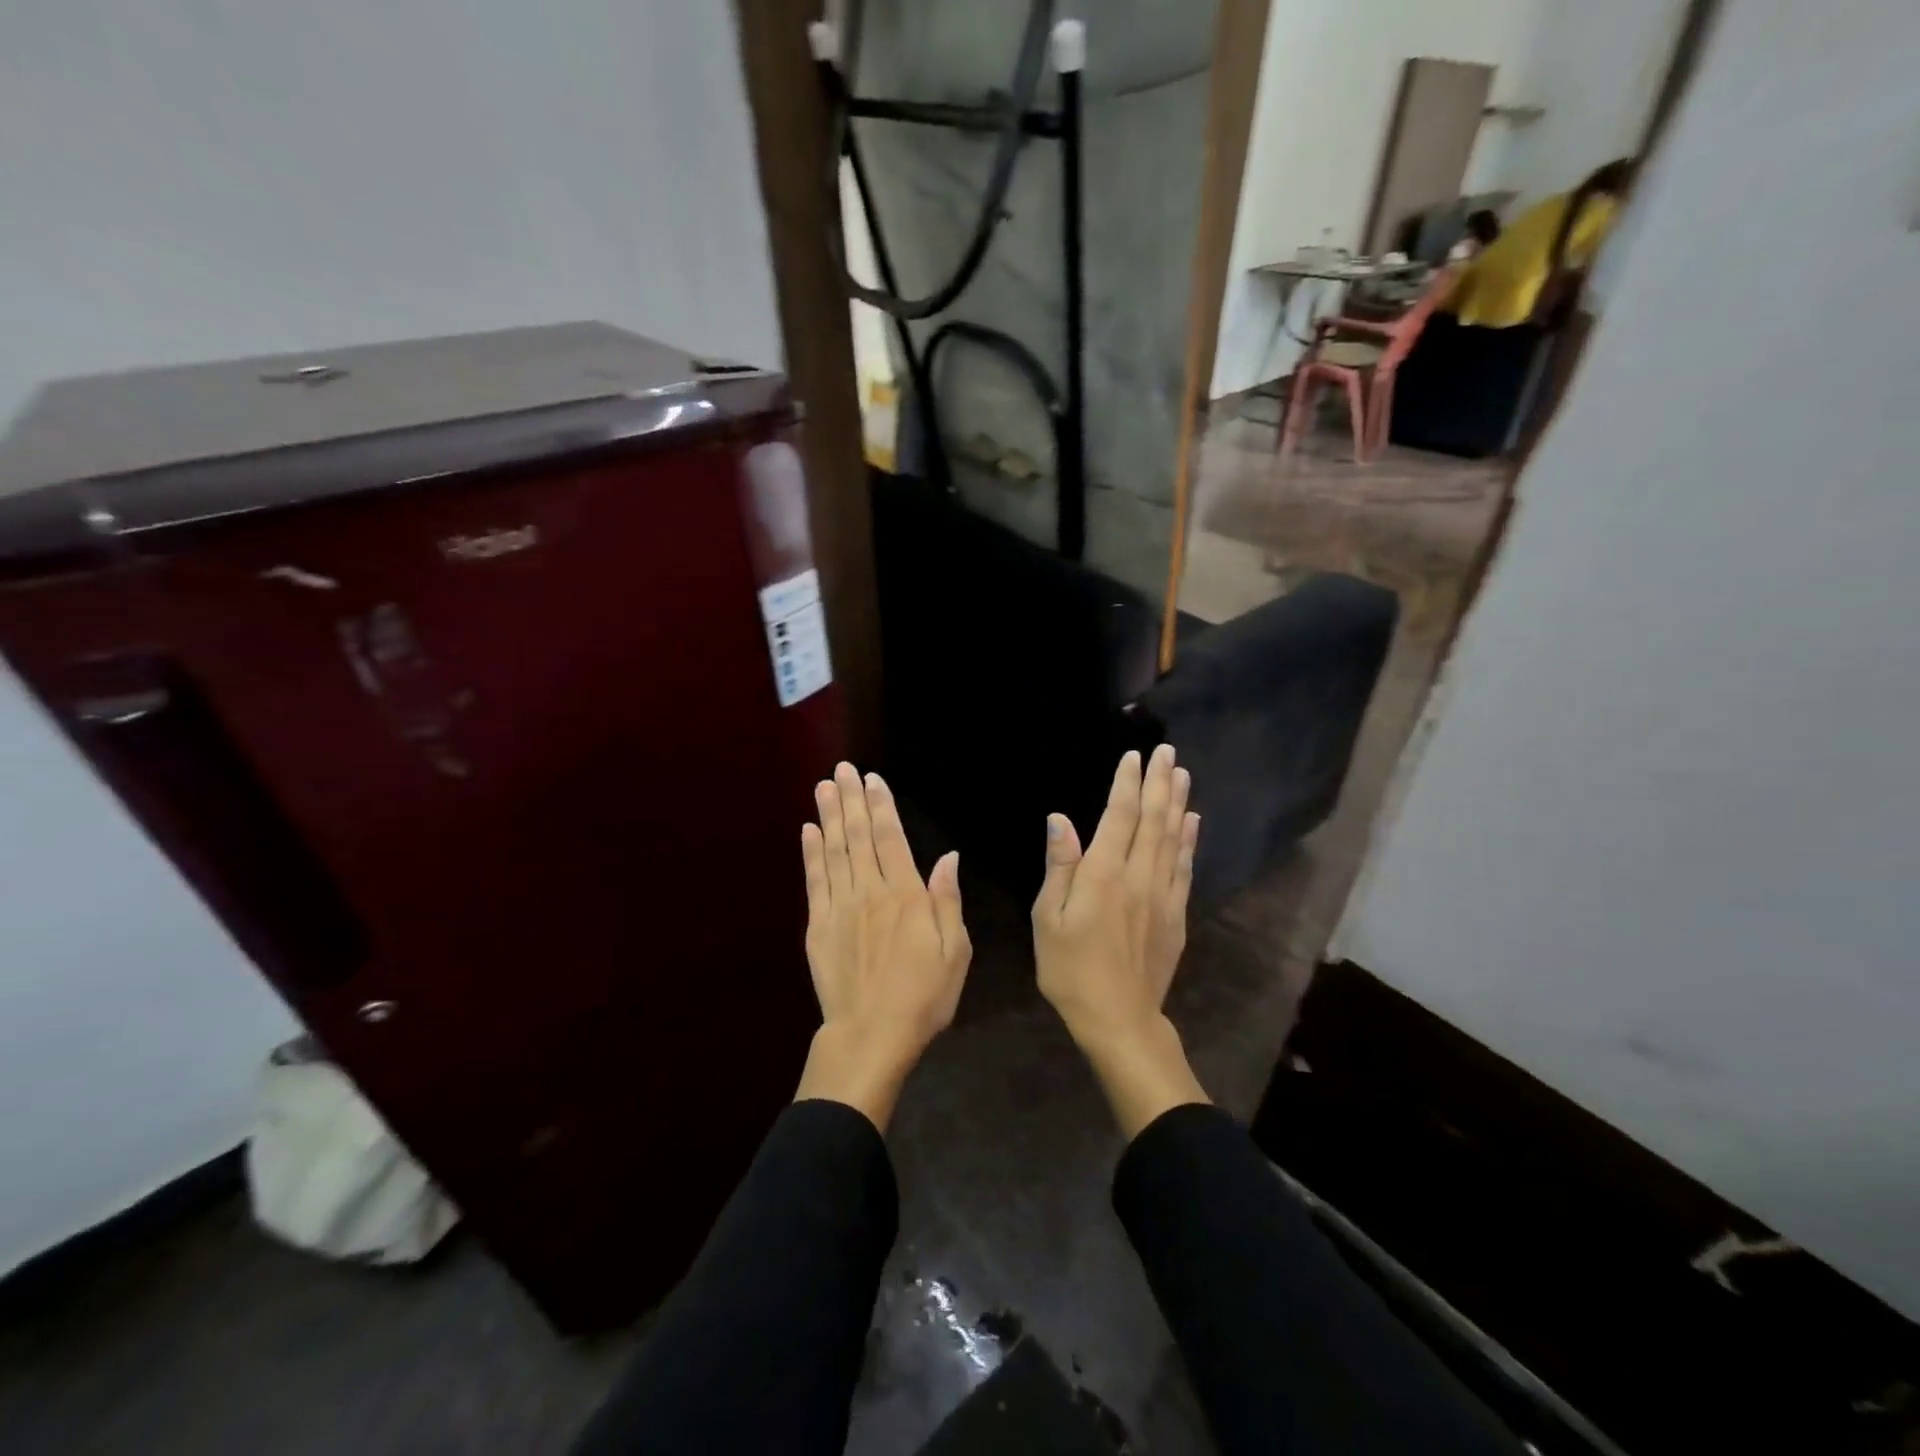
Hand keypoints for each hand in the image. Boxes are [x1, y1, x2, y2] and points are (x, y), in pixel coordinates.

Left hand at [794, 763, 970, 1130]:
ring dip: (830, 816)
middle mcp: (871, 892)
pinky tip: (809, 830)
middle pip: (860, 837)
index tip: (873, 780)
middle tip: (843, 769)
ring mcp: (840, 907)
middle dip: (852, 799)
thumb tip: (948, 857)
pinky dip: (811, 853)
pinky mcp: (818, 926)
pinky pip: (814, 881)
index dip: (882, 806)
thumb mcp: (955, 952)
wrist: (871, 1035)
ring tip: (824, 786)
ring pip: (835, 851)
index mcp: (907, 897)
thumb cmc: (923, 997)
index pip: (892, 839)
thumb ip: (948, 901)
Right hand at [1032, 745, 1207, 1136]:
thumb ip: (1059, 866)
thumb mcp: (1048, 919)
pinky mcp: (1176, 914)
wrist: (1118, 1018)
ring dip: (1177, 803)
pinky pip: (1184, 867)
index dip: (1126, 783)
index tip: (1133, 755)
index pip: (1119, 816)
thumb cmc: (1070, 969)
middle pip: (1152, 819)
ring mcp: (1162, 894)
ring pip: (1173, 838)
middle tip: (1167, 751)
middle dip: (1159, 782)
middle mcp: (1138, 876)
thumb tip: (1060, 819)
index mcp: (1103, 874)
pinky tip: (1191, 822)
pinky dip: (1188, 840)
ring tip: (1182, 774)